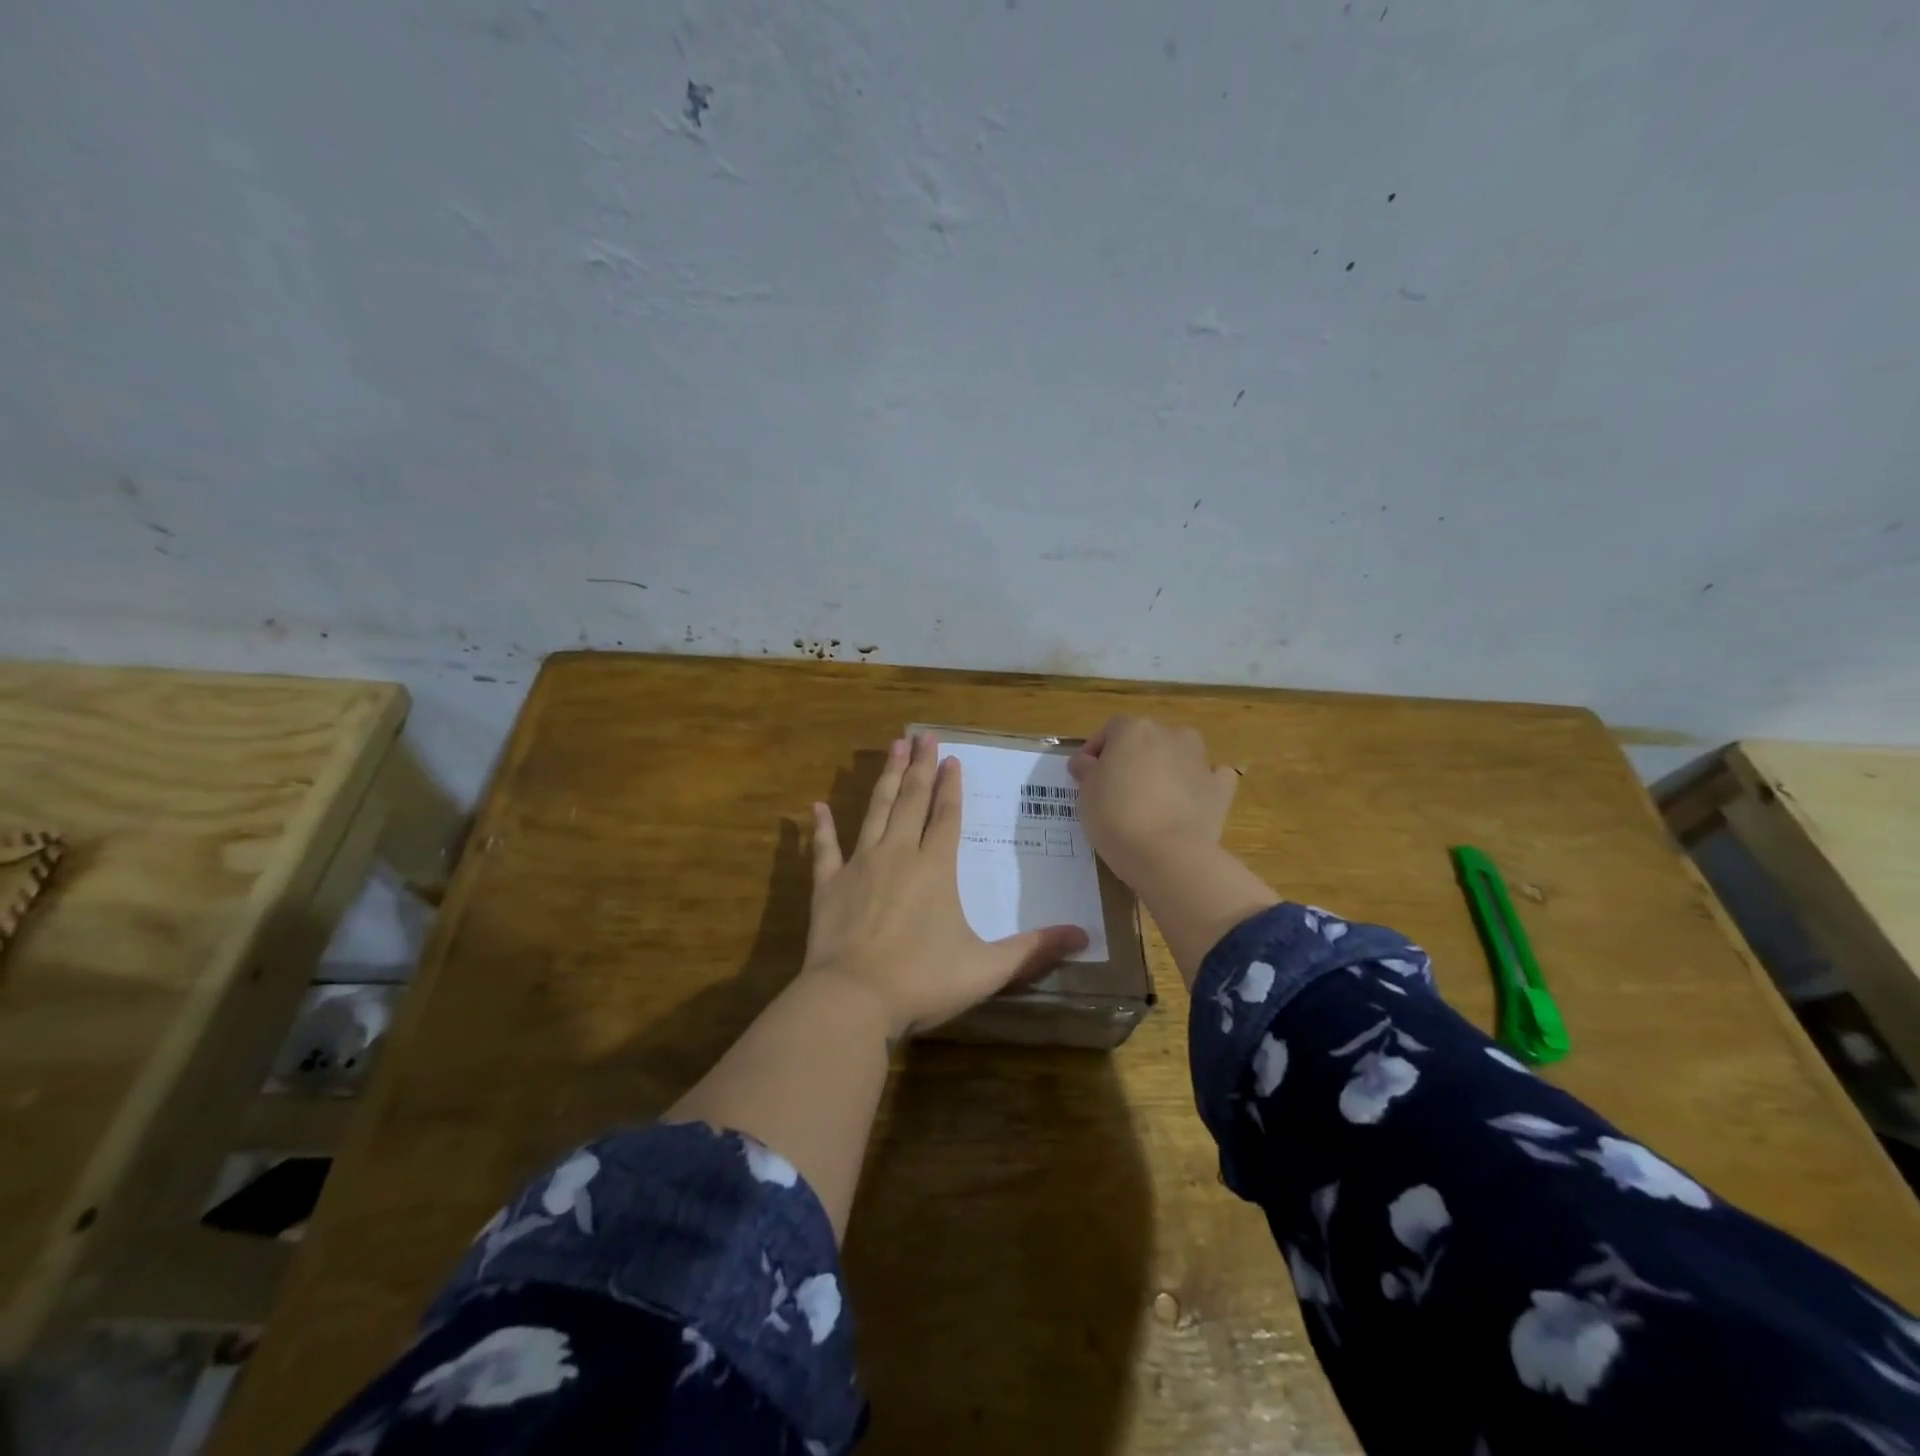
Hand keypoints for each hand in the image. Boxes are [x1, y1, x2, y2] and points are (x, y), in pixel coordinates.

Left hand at [802, 733, 1088, 1040]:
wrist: (853, 999)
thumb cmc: (923, 981)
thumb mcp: (987, 968)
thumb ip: (1034, 950)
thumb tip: (1083, 937)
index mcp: (935, 868)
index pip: (946, 816)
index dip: (951, 786)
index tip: (952, 758)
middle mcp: (898, 854)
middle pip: (911, 800)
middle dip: (919, 766)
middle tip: (922, 735)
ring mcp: (860, 866)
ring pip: (875, 811)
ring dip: (885, 779)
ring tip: (892, 747)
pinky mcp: (828, 885)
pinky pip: (825, 849)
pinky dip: (822, 828)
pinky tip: (817, 807)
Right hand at [1068, 716, 1240, 883]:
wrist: (1167, 854)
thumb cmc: (1116, 817)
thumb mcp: (1086, 794)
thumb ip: (1087, 770)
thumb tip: (1086, 762)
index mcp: (1134, 730)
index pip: (1111, 729)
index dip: (1097, 749)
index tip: (1086, 774)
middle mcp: (1170, 735)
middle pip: (1147, 739)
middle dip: (1133, 757)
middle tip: (1118, 787)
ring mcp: (1200, 760)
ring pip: (1180, 753)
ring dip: (1167, 766)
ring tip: (1153, 797)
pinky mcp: (1220, 788)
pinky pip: (1210, 778)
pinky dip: (1200, 785)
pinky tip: (1189, 802)